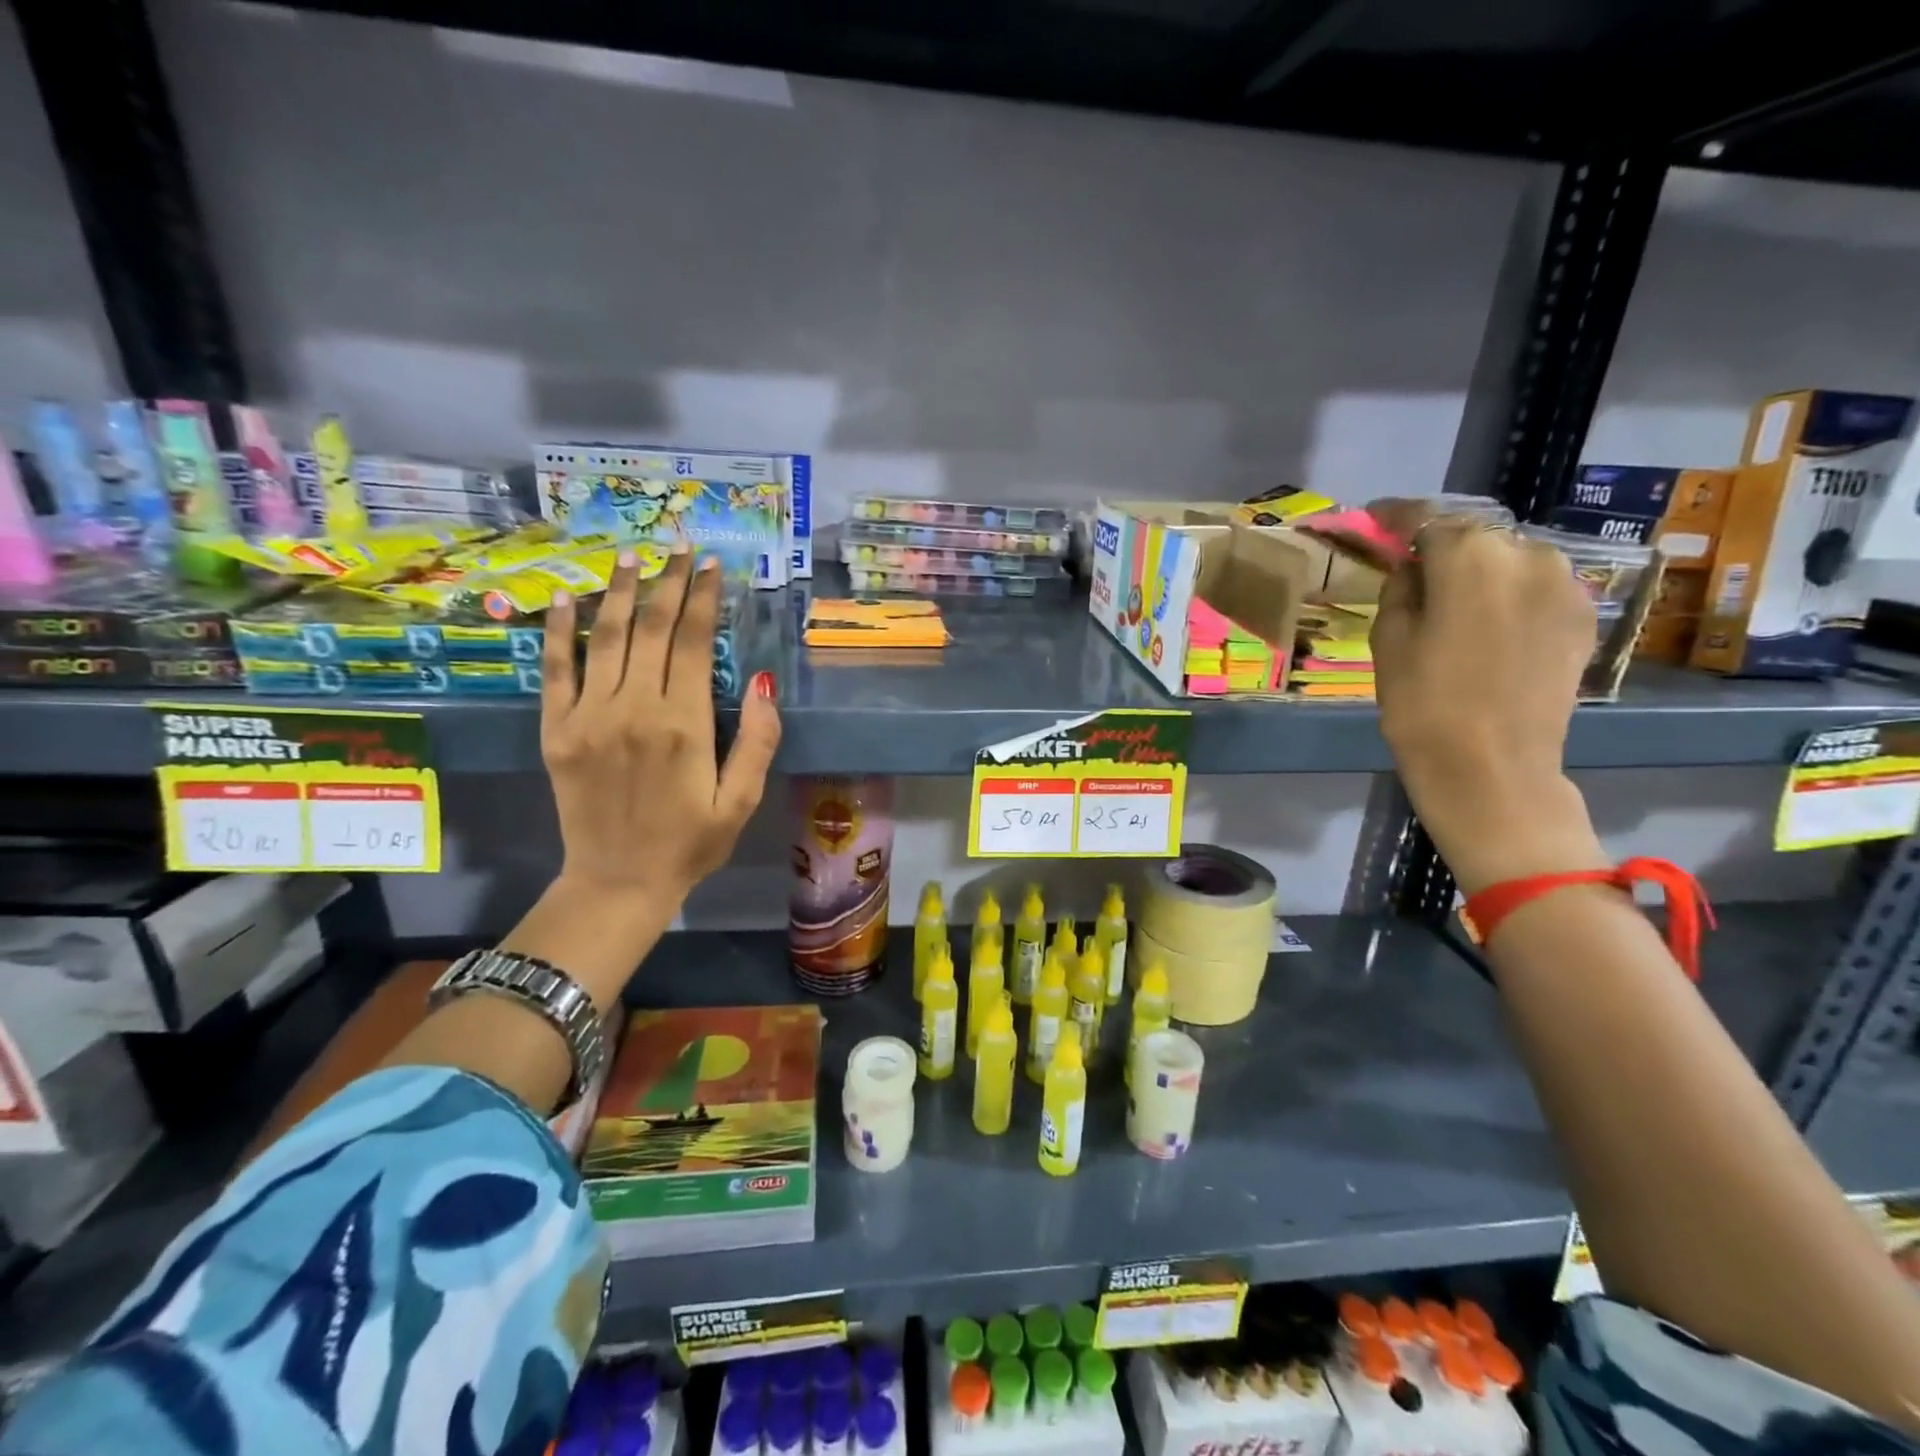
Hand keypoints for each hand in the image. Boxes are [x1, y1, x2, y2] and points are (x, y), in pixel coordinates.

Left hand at [540, 548, 780, 913]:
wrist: (618, 882)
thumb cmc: (690, 844)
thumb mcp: (742, 801)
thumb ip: (757, 741)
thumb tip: (762, 681)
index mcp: (684, 725)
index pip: (691, 642)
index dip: (702, 598)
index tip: (710, 564)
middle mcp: (634, 710)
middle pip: (650, 629)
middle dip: (667, 582)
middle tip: (677, 546)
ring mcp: (589, 717)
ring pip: (605, 638)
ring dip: (619, 592)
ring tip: (630, 555)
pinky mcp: (557, 731)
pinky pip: (555, 670)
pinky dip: (558, 631)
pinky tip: (565, 599)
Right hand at [1369, 512, 1607, 893]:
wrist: (1494, 770)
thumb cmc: (1423, 707)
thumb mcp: (1388, 643)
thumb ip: (1401, 590)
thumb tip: (1414, 567)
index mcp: (1471, 557)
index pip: (1426, 517)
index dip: (1396, 515)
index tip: (1375, 517)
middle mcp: (1528, 555)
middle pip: (1474, 535)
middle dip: (1442, 546)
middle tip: (1412, 570)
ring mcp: (1565, 585)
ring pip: (1510, 558)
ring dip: (1479, 569)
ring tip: (1452, 600)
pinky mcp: (1584, 616)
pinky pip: (1537, 586)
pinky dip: (1509, 591)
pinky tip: (1488, 621)